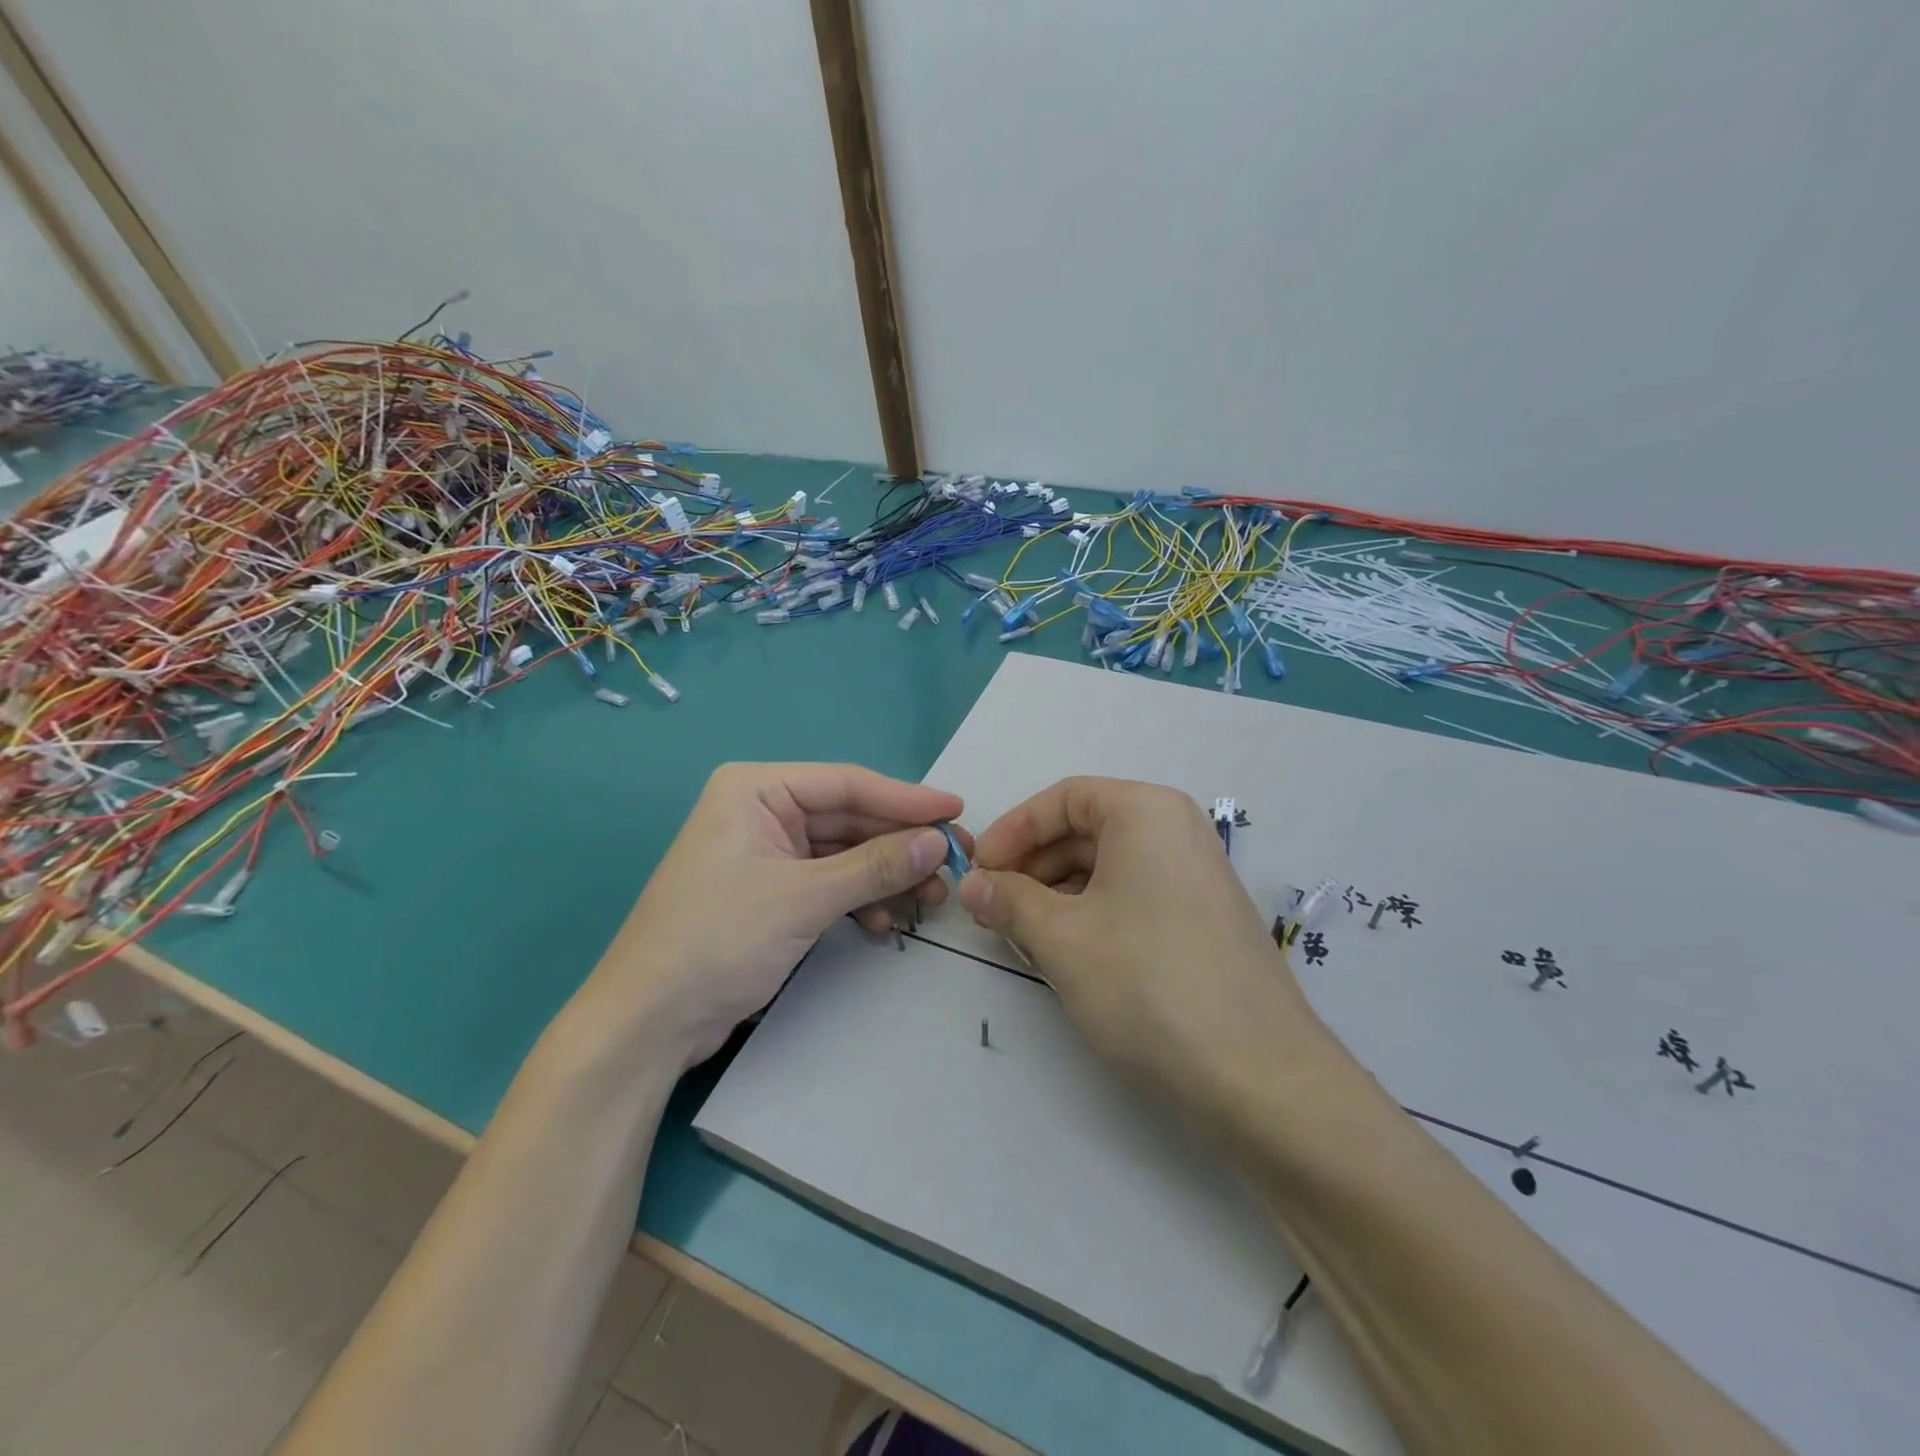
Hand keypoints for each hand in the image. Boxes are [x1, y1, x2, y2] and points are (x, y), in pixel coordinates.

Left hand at [585, 763, 966, 1066]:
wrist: (648, 1022)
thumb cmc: (719, 940)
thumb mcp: (805, 897)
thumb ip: (876, 865)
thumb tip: (939, 842)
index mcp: (757, 788)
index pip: (848, 784)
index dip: (907, 799)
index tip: (958, 810)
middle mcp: (761, 810)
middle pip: (849, 819)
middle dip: (900, 845)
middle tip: (955, 864)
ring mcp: (765, 852)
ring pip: (843, 853)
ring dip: (885, 876)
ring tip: (928, 901)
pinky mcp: (769, 890)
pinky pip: (828, 882)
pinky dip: (858, 899)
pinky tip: (882, 922)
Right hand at [958, 776, 1331, 1117]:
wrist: (1260, 1078)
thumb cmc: (1148, 985)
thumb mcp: (1062, 939)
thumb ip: (1008, 901)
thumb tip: (972, 885)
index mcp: (1146, 812)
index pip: (1063, 798)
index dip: (1012, 830)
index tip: (978, 871)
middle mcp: (1176, 830)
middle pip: (1085, 830)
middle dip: (1032, 866)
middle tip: (992, 909)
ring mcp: (1195, 875)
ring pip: (1107, 867)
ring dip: (1056, 895)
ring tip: (1023, 937)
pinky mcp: (1202, 918)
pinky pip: (1133, 896)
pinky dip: (1091, 914)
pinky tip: (1067, 953)